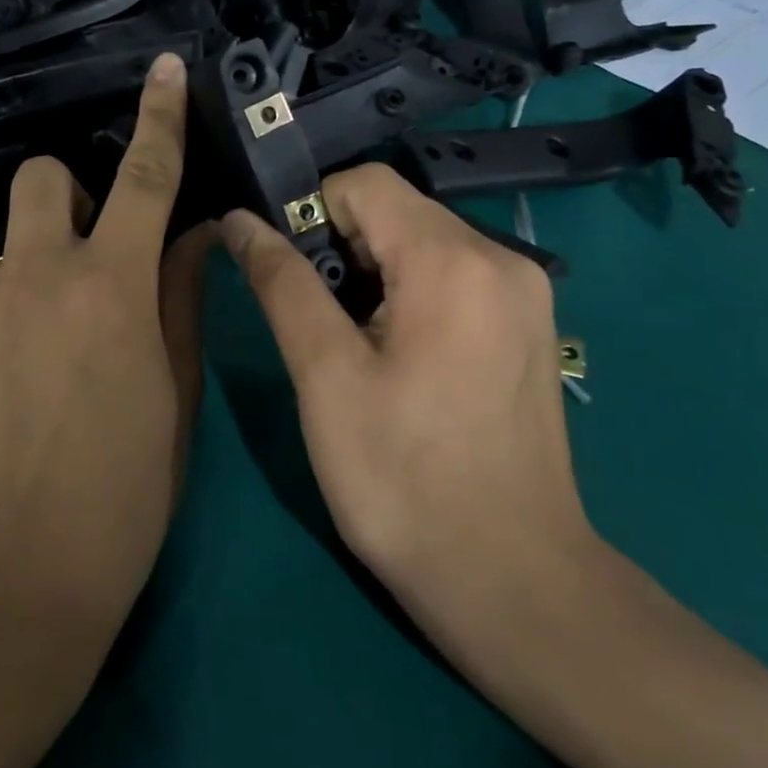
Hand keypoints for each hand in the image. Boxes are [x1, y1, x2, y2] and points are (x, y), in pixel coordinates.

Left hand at [0, 52, 210, 631]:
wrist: (13, 581)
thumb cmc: (124, 492)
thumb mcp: (174, 394)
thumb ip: (181, 299)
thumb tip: (193, 235)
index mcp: (112, 288)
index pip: (146, 179)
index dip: (160, 118)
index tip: (165, 69)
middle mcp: (37, 276)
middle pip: (42, 178)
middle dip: (69, 195)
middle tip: (87, 256)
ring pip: (8, 255)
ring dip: (33, 281)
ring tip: (42, 363)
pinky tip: (1, 400)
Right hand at [220, 163, 595, 618]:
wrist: (514, 584)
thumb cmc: (403, 481)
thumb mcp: (325, 376)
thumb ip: (281, 283)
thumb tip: (238, 221)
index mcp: (452, 260)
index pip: (363, 183)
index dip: (310, 213)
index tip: (289, 274)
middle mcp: (501, 257)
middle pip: (395, 210)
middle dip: (340, 247)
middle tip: (316, 322)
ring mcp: (524, 292)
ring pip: (421, 241)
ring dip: (371, 272)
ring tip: (352, 345)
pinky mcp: (529, 325)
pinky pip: (452, 274)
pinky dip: (408, 292)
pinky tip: (397, 356)